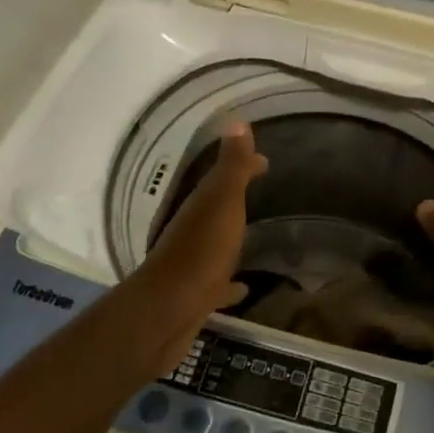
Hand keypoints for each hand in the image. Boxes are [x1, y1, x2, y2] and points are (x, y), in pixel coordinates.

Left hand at [131, 120, 267, 374]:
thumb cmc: (200, 251)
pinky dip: (230, 282)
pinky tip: (244, 288)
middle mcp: (193, 230)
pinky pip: (218, 283)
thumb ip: (231, 166)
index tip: (266, 162)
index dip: (245, 166)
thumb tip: (236, 120)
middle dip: (237, 197)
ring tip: (254, 237)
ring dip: (231, 237)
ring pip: (216, 243)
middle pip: (218, 207)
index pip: (225, 176)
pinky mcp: (196, 296)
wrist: (167, 312)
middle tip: (261, 190)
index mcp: (201, 205)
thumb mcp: (221, 202)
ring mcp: (193, 264)